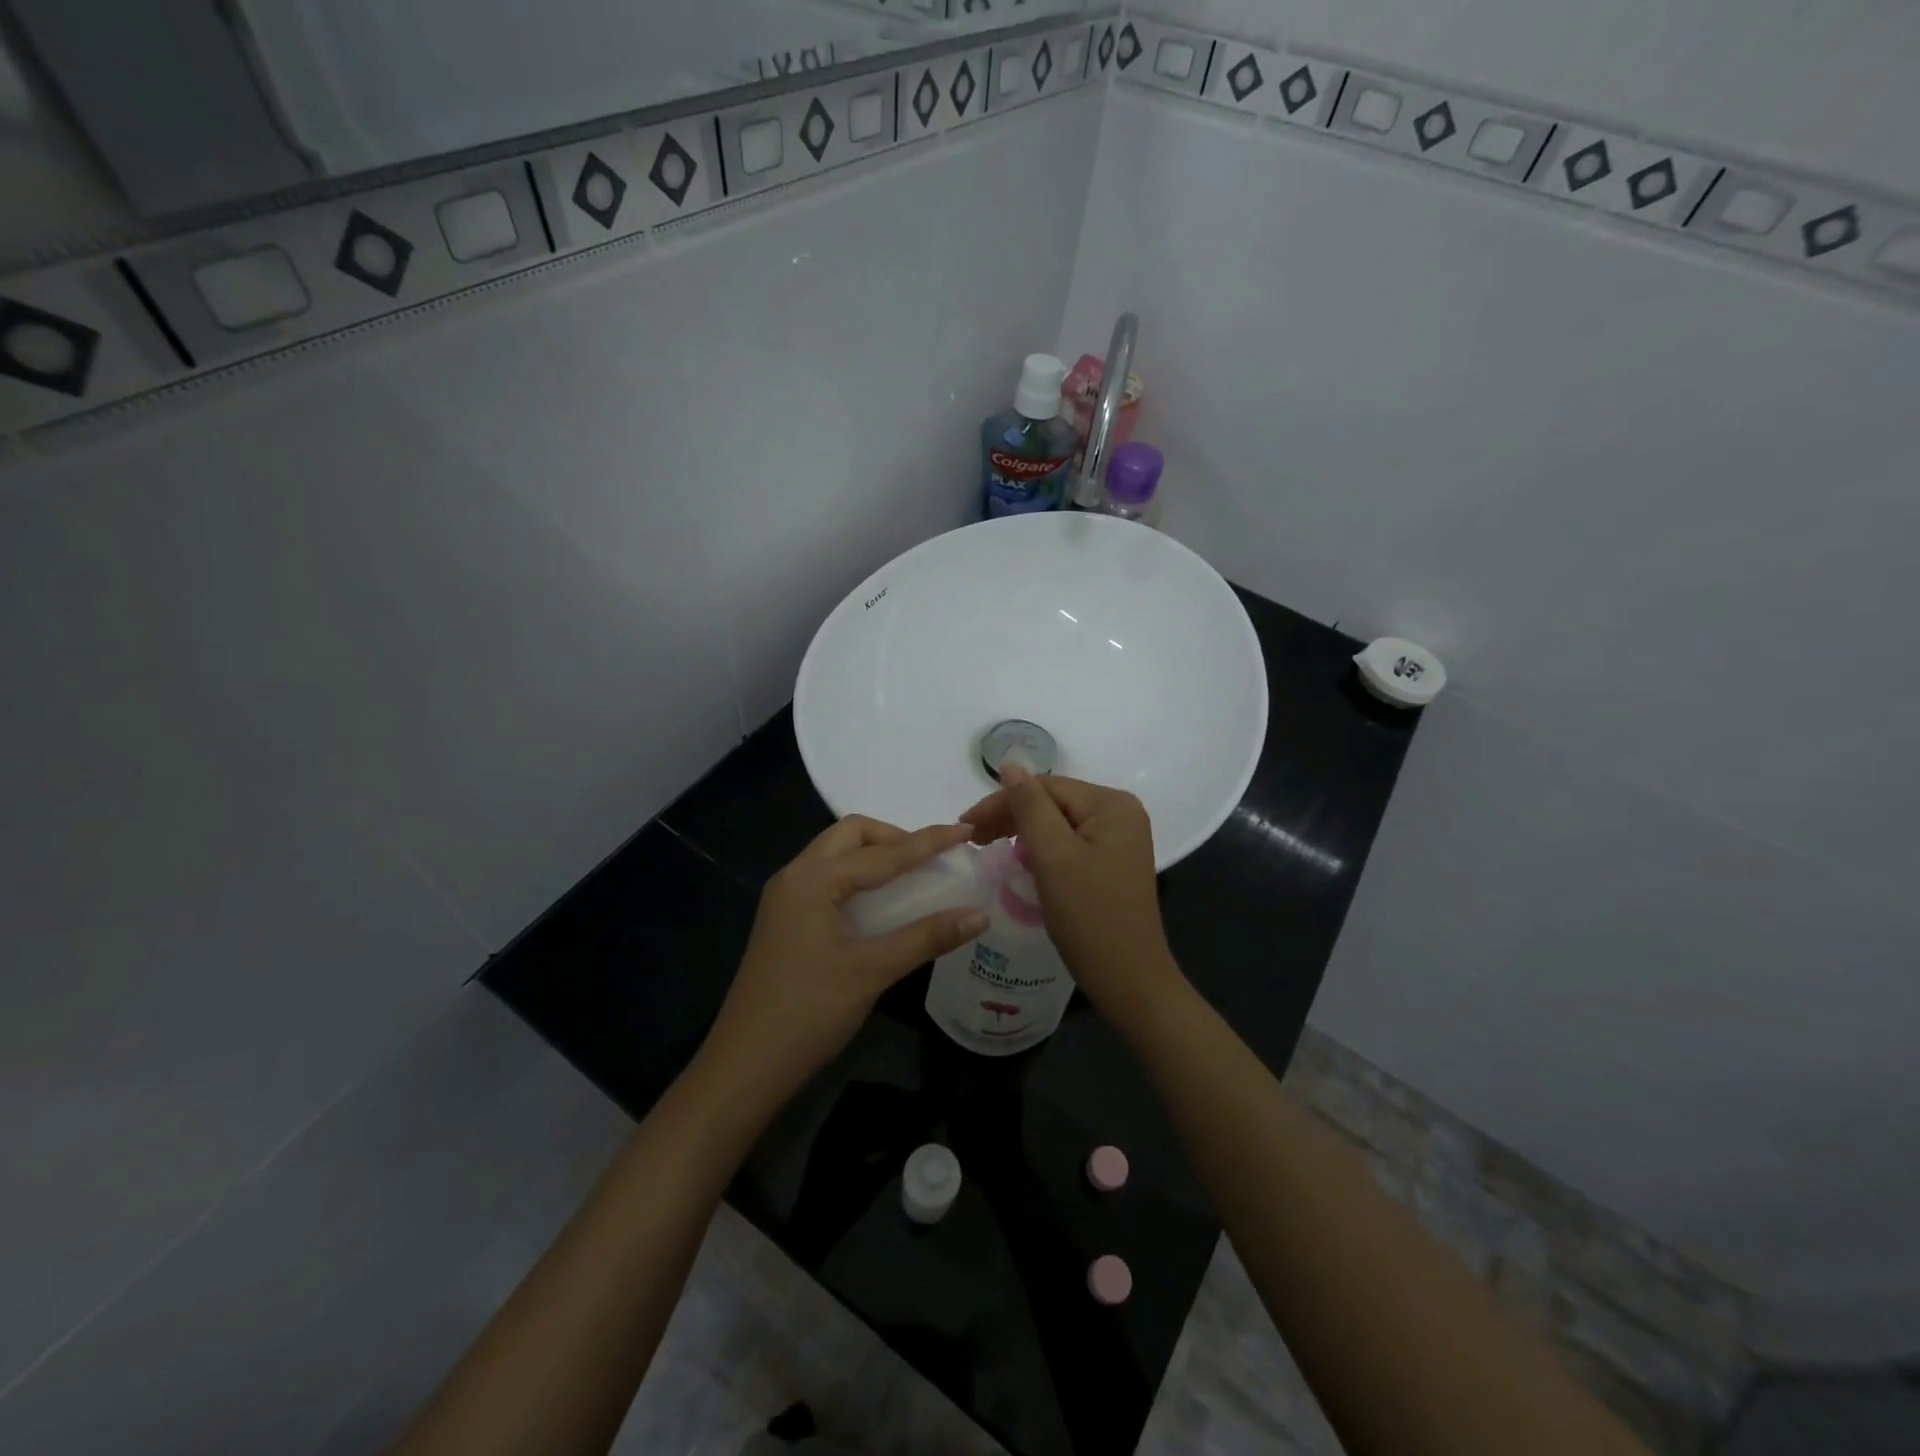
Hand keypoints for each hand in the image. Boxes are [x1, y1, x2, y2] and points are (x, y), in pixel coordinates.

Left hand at [701, 816, 989, 1109]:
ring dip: (875, 854)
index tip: (967, 829)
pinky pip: (827, 878)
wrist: (744, 1065)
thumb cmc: (808, 1012)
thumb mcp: (873, 971)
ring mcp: (785, 898)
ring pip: (836, 855)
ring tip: (913, 874)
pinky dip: (858, 876)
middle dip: (894, 837)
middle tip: (931, 858)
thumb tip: (980, 914)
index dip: (928, 841)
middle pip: (851, 835)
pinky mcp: (785, 919)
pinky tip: (880, 902)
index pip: (883, 852)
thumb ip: (927, 937)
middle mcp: (795, 876)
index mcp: (813, 879)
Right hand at [961, 766, 1182, 1026]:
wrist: (1130, 981)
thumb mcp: (1053, 856)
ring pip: (1058, 823)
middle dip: (1010, 816)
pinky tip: (1021, 861)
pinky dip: (1041, 849)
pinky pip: (1068, 843)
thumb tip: (1010, 763)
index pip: (1045, 787)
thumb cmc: (1090, 917)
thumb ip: (1029, 806)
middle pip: (1052, 802)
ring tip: (988, 847)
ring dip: (1022, 832)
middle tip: (972, 839)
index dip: (1001, 802)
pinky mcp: (1111, 862)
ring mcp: (1119, 839)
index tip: (964, 826)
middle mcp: (1120, 813)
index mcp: (1112, 804)